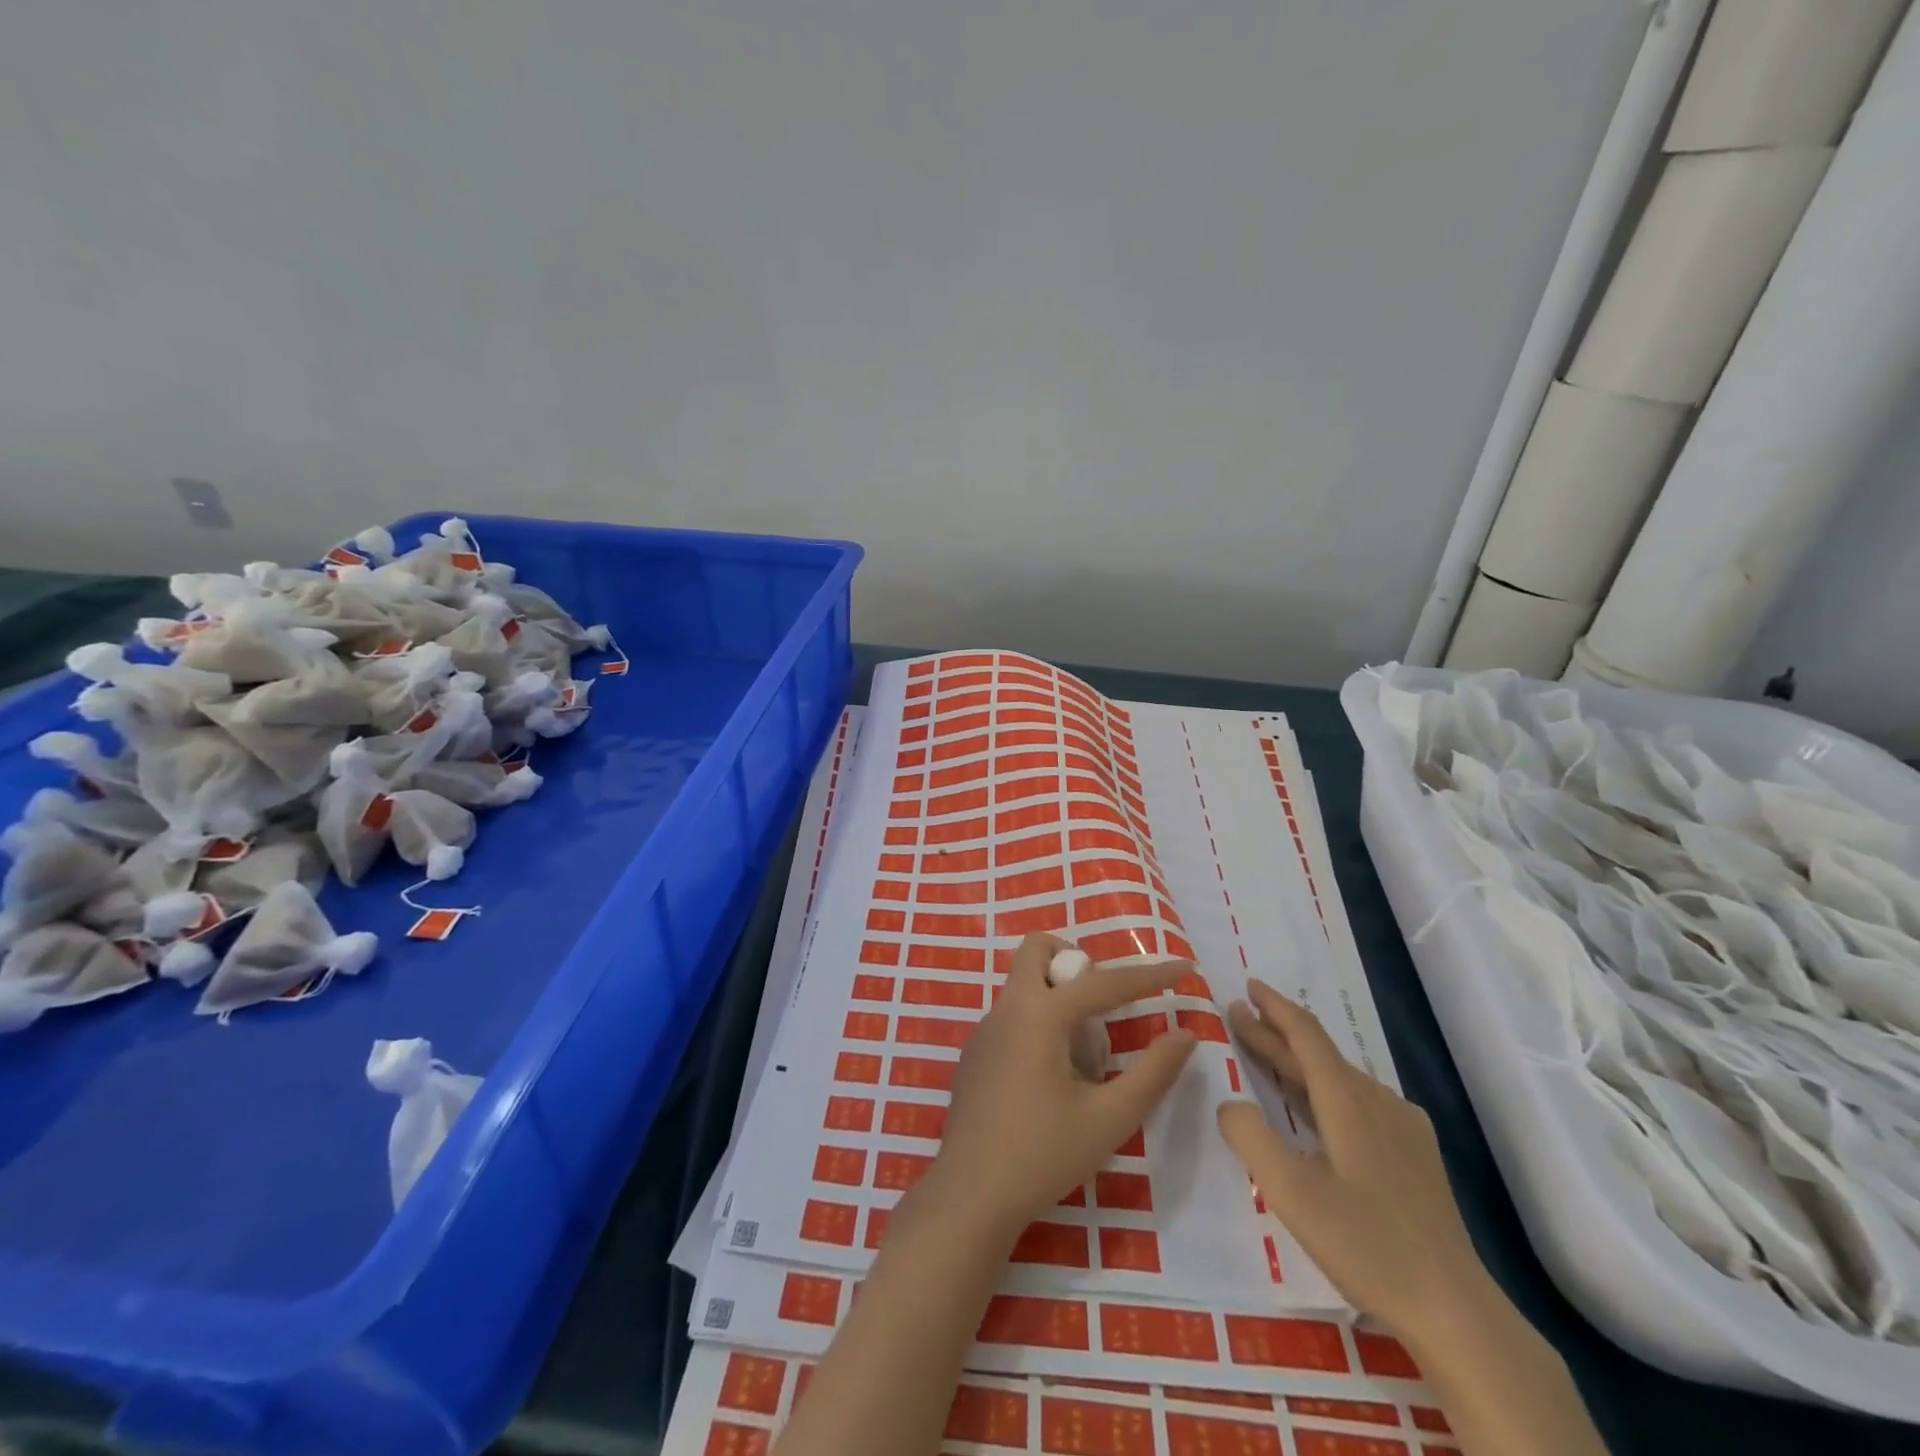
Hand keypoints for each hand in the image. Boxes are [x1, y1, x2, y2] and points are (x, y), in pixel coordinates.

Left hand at [922, 933, 1197, 1241]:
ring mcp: (984, 1028)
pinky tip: (1049, 1083)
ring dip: (1058, 999)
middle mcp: (1007, 1008)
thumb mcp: (1110, 1119)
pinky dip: (1038, 1025)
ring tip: (1080, 1063)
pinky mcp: (975, 1052)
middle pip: (1038, 951)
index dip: (1150, 975)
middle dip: (1075, 963)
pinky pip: (1012, 1015)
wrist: (970, 1195)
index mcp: (1040, 1014)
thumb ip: (1153, 1073)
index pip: (1105, 982)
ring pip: (1025, 984)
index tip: (1183, 967)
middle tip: (1102, 1010)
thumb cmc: (1043, 1156)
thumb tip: (1185, 1034)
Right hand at [1218, 980, 1491, 1349]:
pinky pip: (1358, 1102)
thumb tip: (1229, 1103)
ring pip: (1339, 1078)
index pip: (1306, 1035)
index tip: (1247, 985)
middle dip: (1275, 1032)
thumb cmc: (1367, 1245)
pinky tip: (1314, 1106)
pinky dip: (1322, 1089)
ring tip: (1264, 1054)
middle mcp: (1378, 1101)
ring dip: (1297, 1062)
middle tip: (1237, 1016)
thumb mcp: (1291, 1192)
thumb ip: (1250, 1136)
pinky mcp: (1415, 1155)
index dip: (1274, 1007)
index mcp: (1348, 1101)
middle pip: (1319, 1054)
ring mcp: (1402, 1128)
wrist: (1456, 1311)